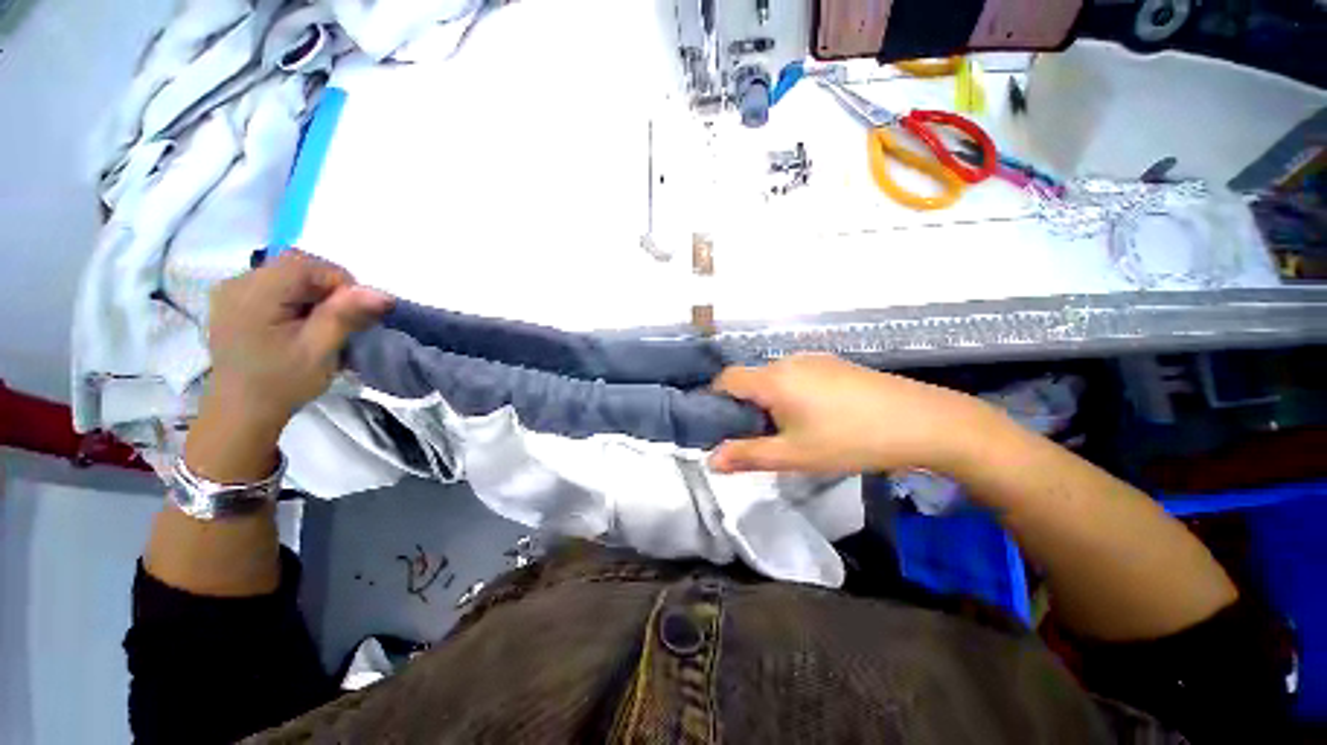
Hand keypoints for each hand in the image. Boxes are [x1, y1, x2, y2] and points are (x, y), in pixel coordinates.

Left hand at [203, 251, 390, 437]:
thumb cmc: (282, 383)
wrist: (242, 411)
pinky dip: (296, 296)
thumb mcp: (320, 350)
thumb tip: (382, 294)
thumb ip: (346, 316)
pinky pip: (274, 284)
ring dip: (313, 292)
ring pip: (286, 273)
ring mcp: (231, 291)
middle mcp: (237, 283)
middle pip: (294, 265)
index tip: (354, 313)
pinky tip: (300, 322)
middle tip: (341, 319)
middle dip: (327, 286)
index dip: (339, 282)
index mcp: (254, 294)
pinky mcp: (234, 301)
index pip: (306, 265)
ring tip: (321, 323)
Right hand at [709, 354, 999, 475]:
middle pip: (751, 378)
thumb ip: (748, 455)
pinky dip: (792, 393)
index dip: (716, 399)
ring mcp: (814, 359)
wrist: (922, 421)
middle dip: (745, 405)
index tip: (720, 424)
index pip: (727, 379)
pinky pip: (798, 375)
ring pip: (775, 377)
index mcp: (773, 379)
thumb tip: (711, 460)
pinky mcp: (834, 363)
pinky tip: (817, 416)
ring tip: (790, 429)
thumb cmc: (849, 439)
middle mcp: (789, 361)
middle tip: (758, 436)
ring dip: (770, 399)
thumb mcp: (794, 455)